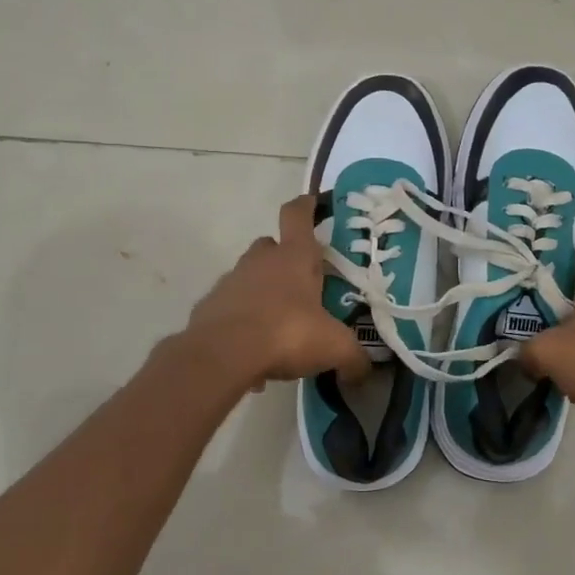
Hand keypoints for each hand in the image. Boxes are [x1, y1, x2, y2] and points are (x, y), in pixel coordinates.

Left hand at [185, 195, 371, 388]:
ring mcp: (230, 282)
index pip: (297, 215)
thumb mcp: (334, 347)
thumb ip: (354, 357)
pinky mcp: (209, 307)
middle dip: (285, 260)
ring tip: (280, 330)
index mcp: (294, 257)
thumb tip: (365, 370)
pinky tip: (254, 355)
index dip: (306, 206)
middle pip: (271, 246)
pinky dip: (243, 325)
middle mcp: (260, 261)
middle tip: (303, 286)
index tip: (313, 204)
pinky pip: (231, 310)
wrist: (223, 355)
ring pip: (249, 278)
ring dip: (263, 294)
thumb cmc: (287, 333)